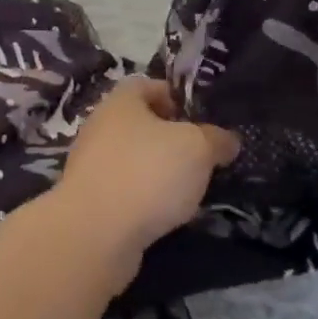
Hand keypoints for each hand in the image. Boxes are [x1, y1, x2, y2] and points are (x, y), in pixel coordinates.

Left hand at [56, 77, 239, 269]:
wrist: (94, 233)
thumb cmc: (147, 173)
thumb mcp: (196, 149)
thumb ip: (215, 139)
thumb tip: (227, 139)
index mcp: (121, 101)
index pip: (149, 85)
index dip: (176, 97)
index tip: (201, 119)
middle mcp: (101, 125)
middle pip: (141, 123)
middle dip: (171, 138)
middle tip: (202, 157)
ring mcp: (91, 163)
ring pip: (133, 158)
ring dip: (158, 171)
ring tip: (189, 190)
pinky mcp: (90, 199)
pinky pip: (124, 189)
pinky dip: (144, 198)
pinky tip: (165, 215)